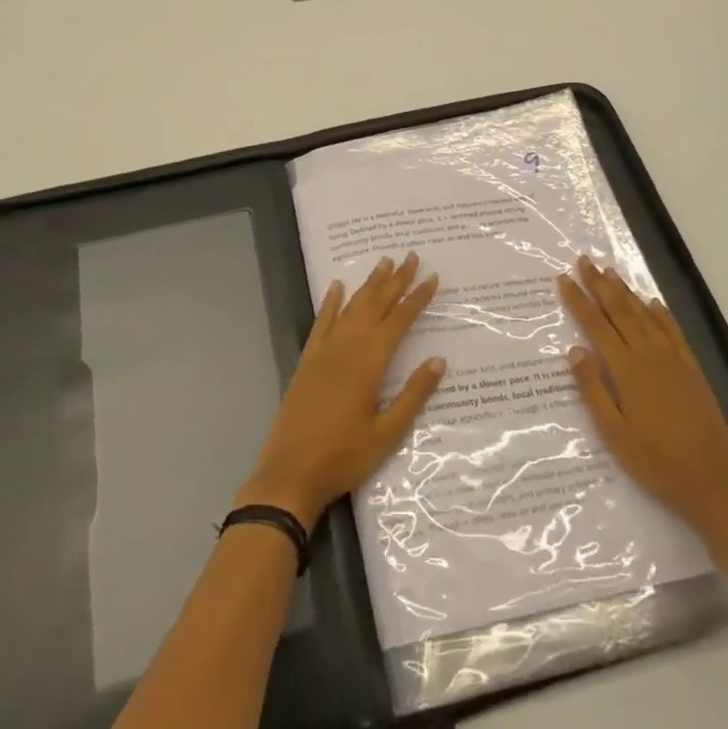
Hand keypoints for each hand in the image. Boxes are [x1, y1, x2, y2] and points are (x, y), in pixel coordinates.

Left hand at [236, 254, 443, 526]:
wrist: (289, 473)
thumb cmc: (343, 457)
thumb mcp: (387, 433)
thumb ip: (413, 395)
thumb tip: (438, 360)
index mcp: (369, 363)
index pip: (399, 321)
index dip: (417, 298)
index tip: (432, 277)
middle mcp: (347, 348)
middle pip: (375, 305)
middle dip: (396, 280)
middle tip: (411, 255)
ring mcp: (324, 352)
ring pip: (351, 307)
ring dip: (368, 284)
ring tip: (384, 263)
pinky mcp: (307, 361)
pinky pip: (321, 323)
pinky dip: (330, 303)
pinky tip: (336, 286)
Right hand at [558, 257, 727, 528]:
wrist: (711, 483)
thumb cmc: (654, 462)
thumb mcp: (613, 433)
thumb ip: (593, 389)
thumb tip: (575, 350)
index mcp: (627, 370)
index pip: (596, 326)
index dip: (579, 301)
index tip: (564, 279)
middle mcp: (650, 356)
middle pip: (621, 312)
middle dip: (600, 285)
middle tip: (584, 261)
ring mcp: (674, 361)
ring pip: (646, 316)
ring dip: (627, 292)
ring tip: (610, 271)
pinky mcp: (693, 370)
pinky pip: (674, 333)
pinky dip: (661, 314)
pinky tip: (652, 302)